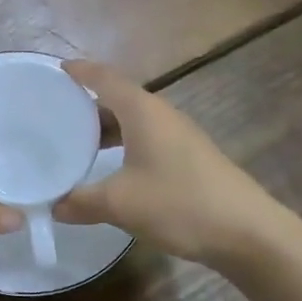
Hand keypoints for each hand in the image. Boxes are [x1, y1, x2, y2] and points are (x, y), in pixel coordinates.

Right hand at [54, 60, 296, 269]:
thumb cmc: (179, 203)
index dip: (80, 71)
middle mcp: (161, 114)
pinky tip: (113, 168)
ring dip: (107, 127)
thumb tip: (54, 206)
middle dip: (88, 103)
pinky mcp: (190, 157)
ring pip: (134, 120)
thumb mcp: (120, 204)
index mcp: (142, 111)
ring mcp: (179, 135)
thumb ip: (81, 201)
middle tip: (55, 114)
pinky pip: (147, 138)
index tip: (57, 69)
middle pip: (119, 97)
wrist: (248, 232)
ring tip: (77, 143)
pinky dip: (124, 143)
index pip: (105, 78)